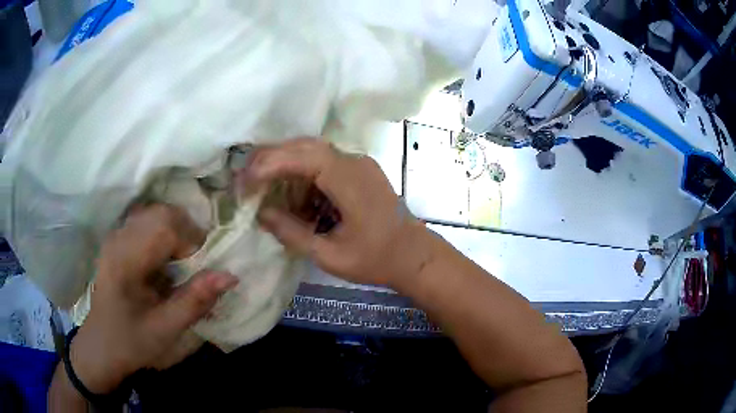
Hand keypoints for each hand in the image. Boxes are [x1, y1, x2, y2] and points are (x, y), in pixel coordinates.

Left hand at [69, 205, 237, 393]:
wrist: (101, 345)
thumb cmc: (132, 342)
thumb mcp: (166, 329)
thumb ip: (196, 301)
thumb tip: (230, 276)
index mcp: (125, 261)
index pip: (165, 226)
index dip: (192, 242)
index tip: (202, 270)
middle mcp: (118, 239)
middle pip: (161, 213)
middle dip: (187, 233)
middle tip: (196, 264)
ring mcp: (116, 236)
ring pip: (155, 214)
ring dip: (177, 232)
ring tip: (182, 263)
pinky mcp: (118, 240)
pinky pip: (147, 223)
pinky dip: (165, 235)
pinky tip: (165, 261)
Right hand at [242, 138, 430, 285]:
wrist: (415, 256)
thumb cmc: (377, 260)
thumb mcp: (330, 255)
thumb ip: (293, 233)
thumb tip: (262, 214)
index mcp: (350, 180)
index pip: (304, 157)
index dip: (271, 163)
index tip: (246, 180)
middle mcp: (355, 162)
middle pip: (307, 147)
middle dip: (272, 157)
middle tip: (245, 176)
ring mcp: (359, 164)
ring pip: (314, 152)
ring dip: (285, 163)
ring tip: (260, 181)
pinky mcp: (359, 172)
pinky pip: (325, 163)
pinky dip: (302, 173)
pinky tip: (289, 190)